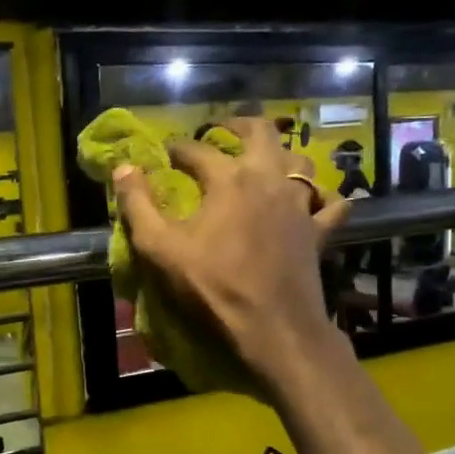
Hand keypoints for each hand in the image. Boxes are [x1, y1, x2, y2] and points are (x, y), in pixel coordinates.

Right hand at [112, 117, 350, 396]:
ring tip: (262, 160)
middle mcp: (269, 179)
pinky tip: (311, 200)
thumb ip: (138, 205)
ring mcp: (300, 204)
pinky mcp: (320, 231)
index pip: (197, 150)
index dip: (176, 148)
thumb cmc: (213, 287)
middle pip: (261, 131)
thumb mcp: (160, 249)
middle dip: (238, 124)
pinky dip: (321, 195)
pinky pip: (331, 202)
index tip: (163, 153)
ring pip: (299, 160)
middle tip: (220, 130)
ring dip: (280, 153)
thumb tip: (124, 167)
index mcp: (229, 179)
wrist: (272, 328)